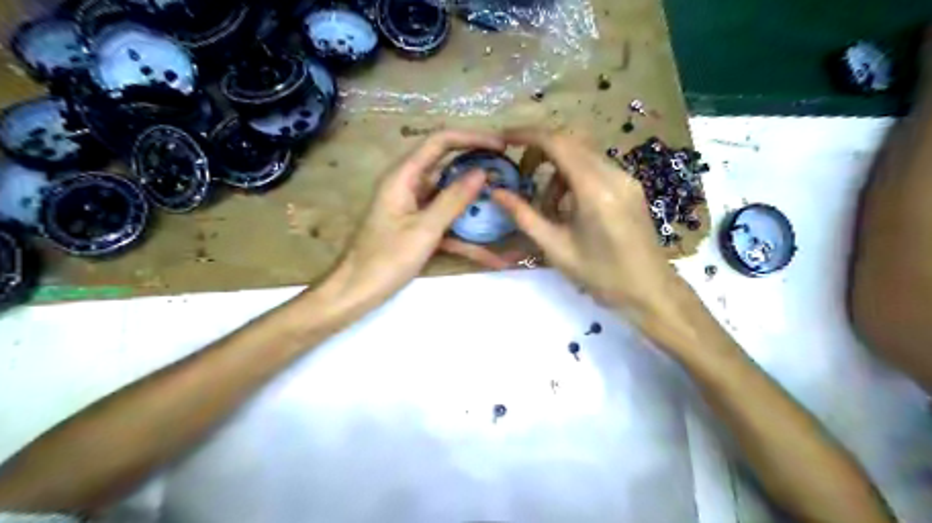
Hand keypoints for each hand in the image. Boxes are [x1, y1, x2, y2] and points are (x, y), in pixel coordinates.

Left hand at [323, 129, 508, 312]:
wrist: (356, 292)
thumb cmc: (385, 260)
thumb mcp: (424, 229)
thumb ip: (453, 200)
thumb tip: (482, 172)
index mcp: (403, 176)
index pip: (440, 141)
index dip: (472, 138)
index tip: (502, 147)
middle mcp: (408, 185)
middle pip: (446, 165)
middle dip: (477, 167)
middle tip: (509, 173)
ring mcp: (413, 208)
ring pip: (449, 196)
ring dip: (475, 201)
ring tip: (506, 204)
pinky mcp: (417, 228)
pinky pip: (445, 223)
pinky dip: (465, 235)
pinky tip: (492, 255)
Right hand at [496, 128, 719, 352]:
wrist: (650, 290)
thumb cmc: (601, 276)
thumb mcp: (556, 248)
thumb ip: (524, 216)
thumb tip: (496, 192)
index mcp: (594, 190)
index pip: (558, 142)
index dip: (527, 134)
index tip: (503, 138)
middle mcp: (614, 175)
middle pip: (570, 141)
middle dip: (540, 151)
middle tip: (520, 174)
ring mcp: (626, 178)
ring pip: (582, 154)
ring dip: (557, 169)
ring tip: (546, 206)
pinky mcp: (630, 186)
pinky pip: (595, 167)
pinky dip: (573, 177)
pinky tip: (568, 207)